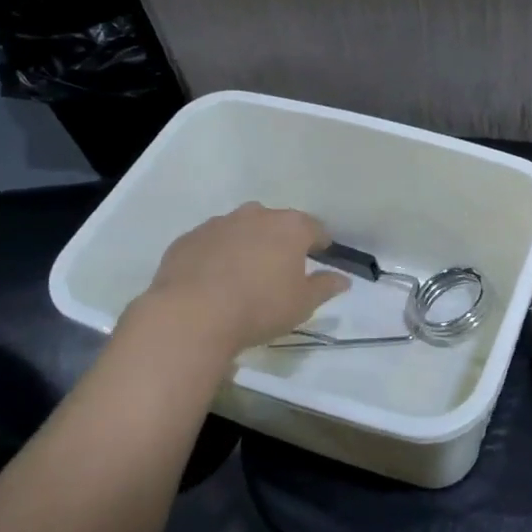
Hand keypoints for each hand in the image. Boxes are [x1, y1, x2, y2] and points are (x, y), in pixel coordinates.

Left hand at [130, 202, 348, 353]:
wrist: (191, 315)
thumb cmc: (259, 307)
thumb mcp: (303, 304)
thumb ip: (325, 287)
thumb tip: (342, 279)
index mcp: (289, 227)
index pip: (314, 228)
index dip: (319, 243)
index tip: (320, 256)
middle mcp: (255, 215)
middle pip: (275, 223)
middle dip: (280, 241)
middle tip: (280, 269)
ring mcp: (218, 224)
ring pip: (240, 229)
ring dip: (247, 245)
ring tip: (244, 275)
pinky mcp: (188, 239)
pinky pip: (210, 243)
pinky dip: (216, 255)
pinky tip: (213, 281)